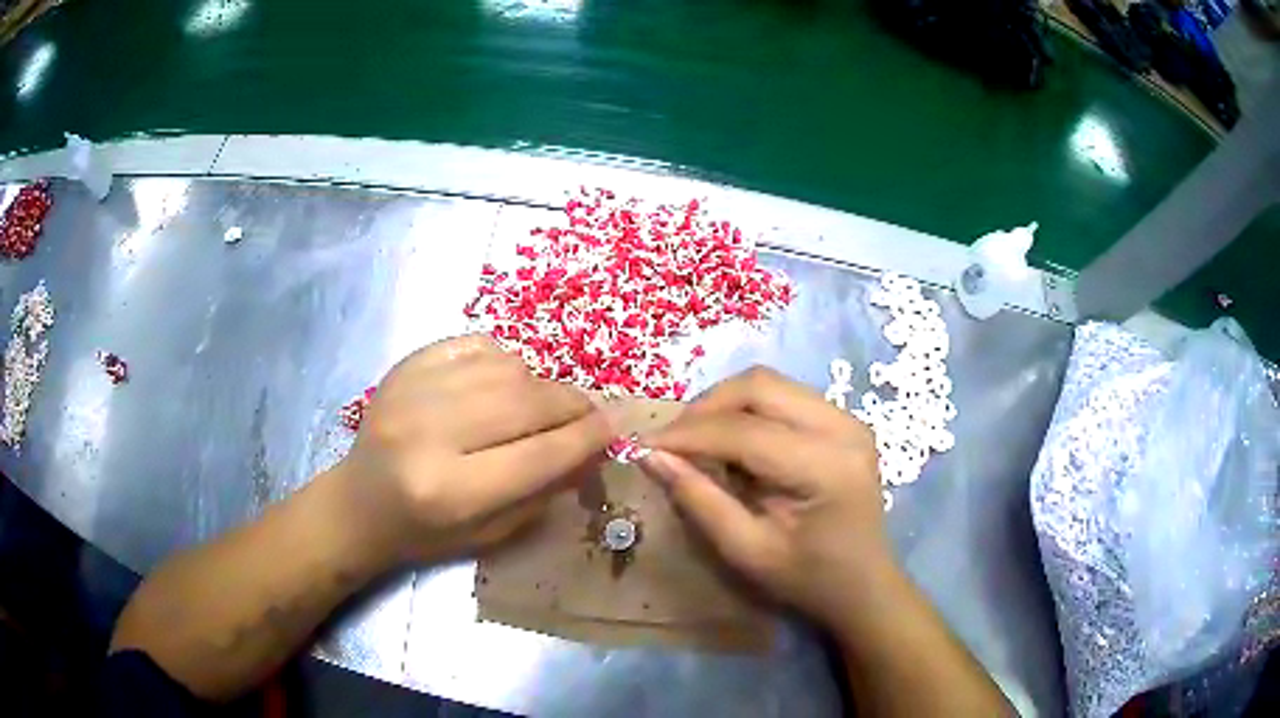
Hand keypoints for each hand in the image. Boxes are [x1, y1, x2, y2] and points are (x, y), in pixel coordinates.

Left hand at [335, 334, 611, 561]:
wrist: (359, 502)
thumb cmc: (424, 532)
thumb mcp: (490, 532)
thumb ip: (544, 490)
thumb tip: (592, 448)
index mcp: (451, 491)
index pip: (540, 454)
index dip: (587, 438)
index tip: (614, 429)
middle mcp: (430, 434)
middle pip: (527, 403)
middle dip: (572, 405)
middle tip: (588, 414)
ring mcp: (414, 391)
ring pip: (507, 368)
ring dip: (539, 384)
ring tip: (541, 405)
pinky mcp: (406, 365)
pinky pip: (477, 345)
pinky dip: (503, 362)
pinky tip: (503, 383)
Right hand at [639, 366, 889, 629]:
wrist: (863, 583)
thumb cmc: (807, 578)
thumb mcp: (746, 550)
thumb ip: (698, 499)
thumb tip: (650, 455)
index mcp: (827, 467)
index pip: (745, 432)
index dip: (688, 434)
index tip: (641, 445)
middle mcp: (843, 427)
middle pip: (759, 386)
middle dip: (705, 407)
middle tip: (670, 440)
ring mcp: (847, 418)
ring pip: (770, 383)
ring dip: (724, 404)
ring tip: (695, 440)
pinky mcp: (842, 419)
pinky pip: (783, 395)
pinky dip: (746, 410)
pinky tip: (731, 441)